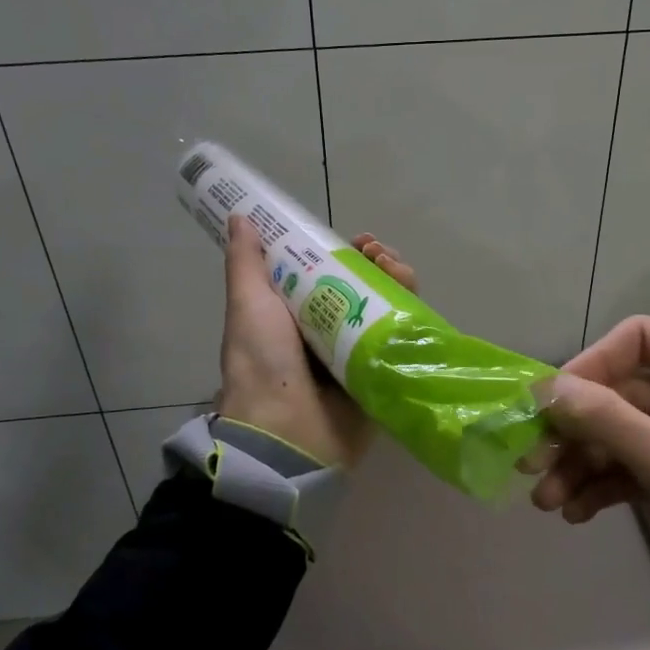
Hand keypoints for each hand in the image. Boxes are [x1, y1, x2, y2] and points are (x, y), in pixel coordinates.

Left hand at [217, 215, 415, 468]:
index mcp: (295, 314)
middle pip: (362, 285)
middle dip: (374, 261)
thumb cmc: (263, 362)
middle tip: (376, 252)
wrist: (286, 432)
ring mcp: (357, 351)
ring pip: (385, 305)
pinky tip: (409, 292)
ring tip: (392, 267)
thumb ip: (246, 263)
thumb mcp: (248, 305)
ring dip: (395, 277)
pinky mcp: (382, 371)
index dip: (342, 251)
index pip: (327, 272)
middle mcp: (328, 330)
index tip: (354, 238)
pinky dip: (409, 308)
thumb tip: (239, 217)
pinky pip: (401, 334)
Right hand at [529, 316, 649, 649]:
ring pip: (626, 431)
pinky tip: (576, 512)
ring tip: (547, 501)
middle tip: (533, 464)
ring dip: (584, 462)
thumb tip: (543, 388)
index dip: (589, 367)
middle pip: (625, 390)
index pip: (640, 339)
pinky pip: (639, 465)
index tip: (549, 407)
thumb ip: (607, 421)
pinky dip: (607, 484)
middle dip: (579, 430)